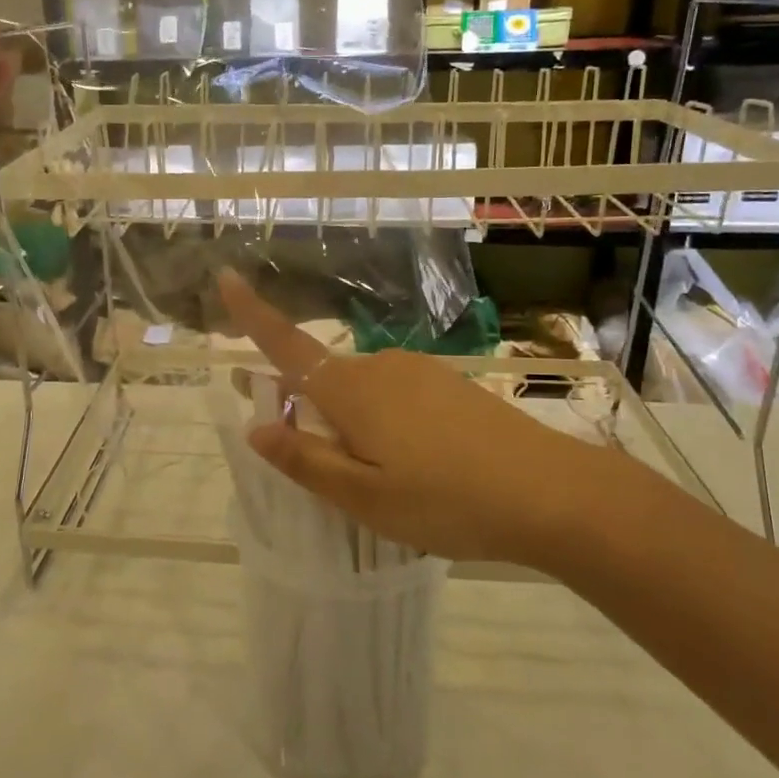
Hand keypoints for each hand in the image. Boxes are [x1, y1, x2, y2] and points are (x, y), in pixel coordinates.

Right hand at [217, 270, 665, 574]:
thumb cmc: (446, 499)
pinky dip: (388, 426)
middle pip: (325, 381)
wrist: (553, 493)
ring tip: (387, 485)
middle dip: (311, 412)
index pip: (287, 346)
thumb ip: (305, 460)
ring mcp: (421, 372)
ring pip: (364, 394)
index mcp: (351, 390)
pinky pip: (398, 399)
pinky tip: (422, 468)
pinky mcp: (451, 385)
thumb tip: (255, 428)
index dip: (253, 314)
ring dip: (354, 426)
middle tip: (329, 472)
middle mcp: (381, 367)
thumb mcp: (364, 496)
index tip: (226, 277)